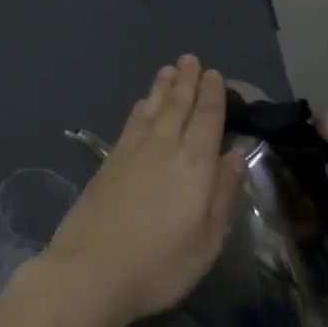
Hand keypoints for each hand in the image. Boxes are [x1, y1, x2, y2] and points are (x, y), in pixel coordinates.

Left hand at [43, 56, 244, 326]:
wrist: (92, 267)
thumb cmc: (160, 262)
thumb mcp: (207, 239)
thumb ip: (223, 193)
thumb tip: (235, 154)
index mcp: (193, 164)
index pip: (206, 119)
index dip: (212, 95)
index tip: (215, 75)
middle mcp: (163, 146)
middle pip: (177, 105)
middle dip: (186, 81)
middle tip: (191, 60)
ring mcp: (132, 150)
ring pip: (151, 108)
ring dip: (162, 87)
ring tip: (169, 69)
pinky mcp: (110, 159)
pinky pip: (132, 121)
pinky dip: (141, 107)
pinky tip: (142, 104)